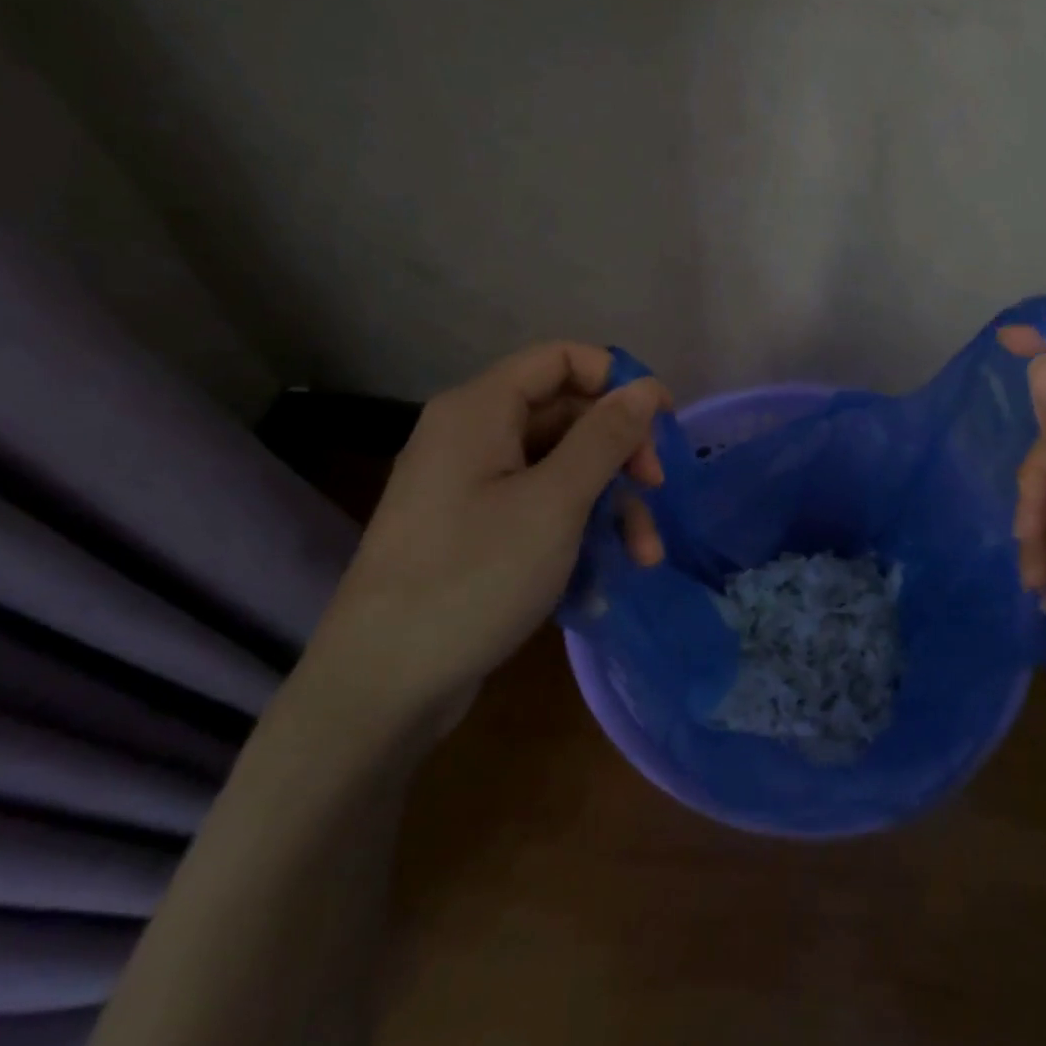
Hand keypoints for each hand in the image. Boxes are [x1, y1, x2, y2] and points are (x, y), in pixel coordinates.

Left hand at [304, 342, 668, 724]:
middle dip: (620, 453)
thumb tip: (648, 386)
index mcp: (480, 409)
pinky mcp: (474, 530)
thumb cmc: (474, 577)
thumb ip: (606, 437)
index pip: (562, 359)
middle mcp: (472, 435)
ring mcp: (470, 486)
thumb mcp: (555, 502)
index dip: (618, 381)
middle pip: (566, 416)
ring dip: (608, 502)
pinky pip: (539, 507)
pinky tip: (604, 576)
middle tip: (655, 491)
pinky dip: (577, 530)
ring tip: (645, 555)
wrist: (383, 686)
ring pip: (559, 468)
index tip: (662, 424)